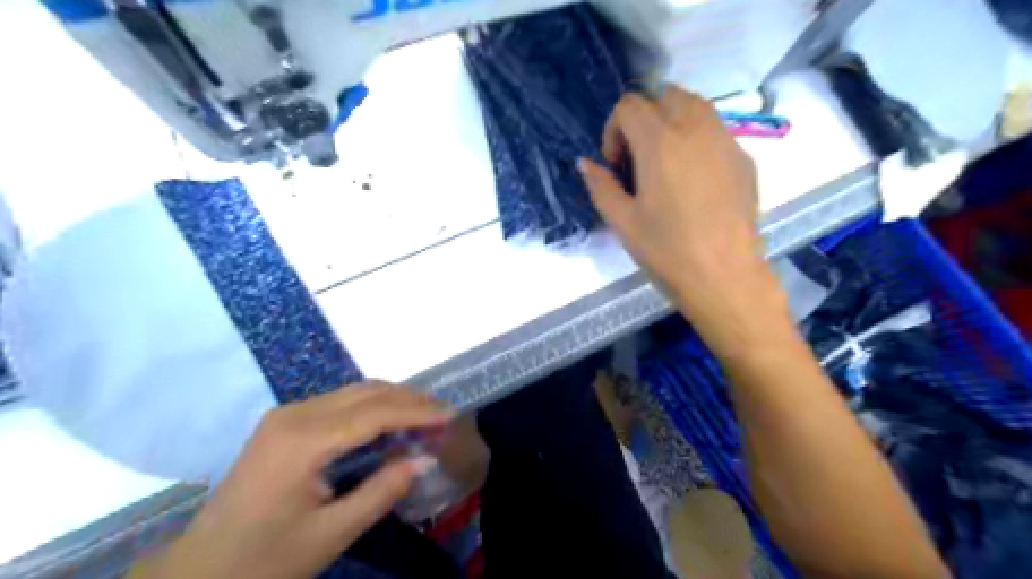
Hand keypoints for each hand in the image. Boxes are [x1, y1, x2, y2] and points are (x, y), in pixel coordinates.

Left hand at [137, 385, 451, 578]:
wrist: (196, 573)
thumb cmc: (263, 561)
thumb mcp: (330, 534)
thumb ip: (382, 491)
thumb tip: (425, 460)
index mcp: (303, 441)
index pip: (374, 412)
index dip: (416, 412)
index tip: (451, 416)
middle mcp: (294, 414)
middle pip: (365, 392)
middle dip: (409, 400)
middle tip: (442, 415)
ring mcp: (286, 414)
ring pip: (353, 392)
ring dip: (392, 400)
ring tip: (423, 417)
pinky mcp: (283, 422)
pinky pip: (339, 402)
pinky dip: (371, 407)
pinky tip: (387, 424)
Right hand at [579, 87, 783, 350]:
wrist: (725, 277)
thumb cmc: (667, 251)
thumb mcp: (622, 222)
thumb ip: (600, 186)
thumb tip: (585, 163)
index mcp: (660, 143)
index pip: (629, 105)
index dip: (613, 130)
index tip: (616, 165)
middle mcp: (696, 129)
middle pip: (665, 95)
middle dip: (644, 118)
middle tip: (639, 159)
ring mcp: (726, 141)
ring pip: (695, 106)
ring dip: (672, 122)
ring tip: (665, 164)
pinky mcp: (743, 159)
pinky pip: (715, 131)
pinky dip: (697, 140)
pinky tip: (694, 181)